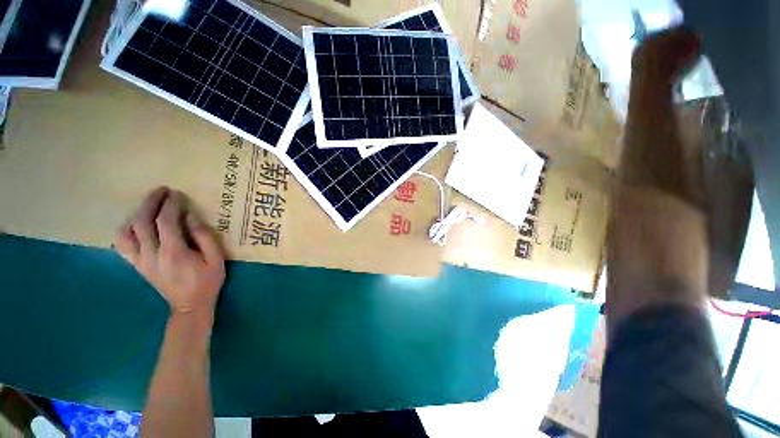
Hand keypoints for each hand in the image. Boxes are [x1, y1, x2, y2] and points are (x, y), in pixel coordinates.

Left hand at [115, 187, 224, 315]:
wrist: (190, 305)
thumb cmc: (207, 281)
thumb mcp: (216, 259)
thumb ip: (204, 237)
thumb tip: (190, 217)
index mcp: (173, 253)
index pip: (165, 222)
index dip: (170, 205)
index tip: (177, 194)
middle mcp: (151, 255)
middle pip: (142, 222)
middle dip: (150, 203)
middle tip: (161, 191)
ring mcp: (140, 261)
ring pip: (126, 232)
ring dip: (136, 214)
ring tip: (149, 206)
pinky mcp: (137, 265)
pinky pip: (122, 244)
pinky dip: (126, 230)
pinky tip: (136, 224)